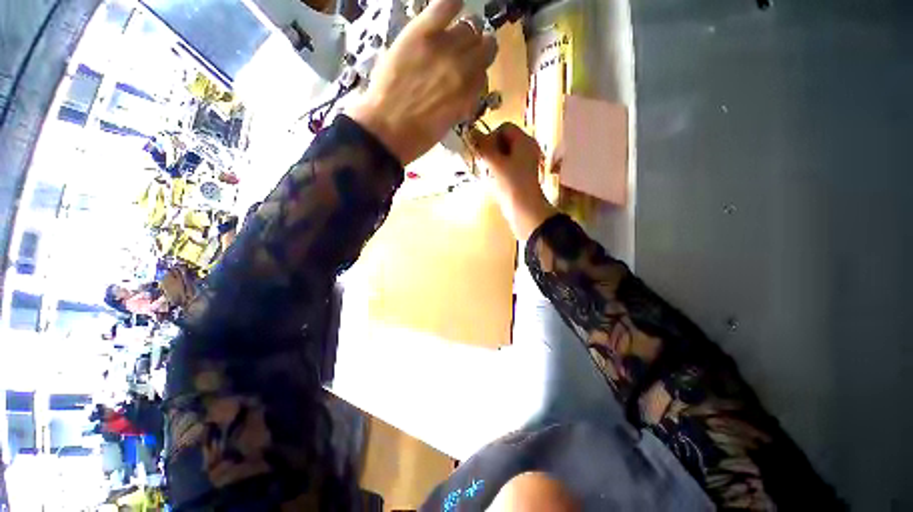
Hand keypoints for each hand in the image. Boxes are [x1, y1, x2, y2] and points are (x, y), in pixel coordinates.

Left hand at [346, 0, 496, 164]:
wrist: (386, 129)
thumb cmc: (418, 136)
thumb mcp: (448, 124)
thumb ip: (462, 103)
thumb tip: (467, 90)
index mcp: (469, 95)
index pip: (484, 74)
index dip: (476, 74)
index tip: (468, 76)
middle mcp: (464, 69)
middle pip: (485, 47)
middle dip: (477, 52)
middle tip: (463, 55)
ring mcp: (444, 49)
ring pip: (469, 28)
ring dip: (465, 33)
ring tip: (452, 38)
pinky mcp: (422, 34)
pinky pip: (445, 6)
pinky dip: (451, 5)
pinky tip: (450, 9)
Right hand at [471, 123, 555, 239]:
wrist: (524, 209)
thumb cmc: (511, 183)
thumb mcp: (495, 162)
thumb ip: (482, 146)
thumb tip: (470, 131)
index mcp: (524, 141)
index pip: (504, 128)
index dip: (491, 136)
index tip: (483, 151)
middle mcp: (526, 149)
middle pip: (504, 140)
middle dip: (490, 149)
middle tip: (484, 162)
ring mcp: (523, 163)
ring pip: (503, 154)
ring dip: (492, 160)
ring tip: (487, 171)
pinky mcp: (519, 176)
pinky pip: (505, 166)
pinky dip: (497, 169)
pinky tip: (493, 179)